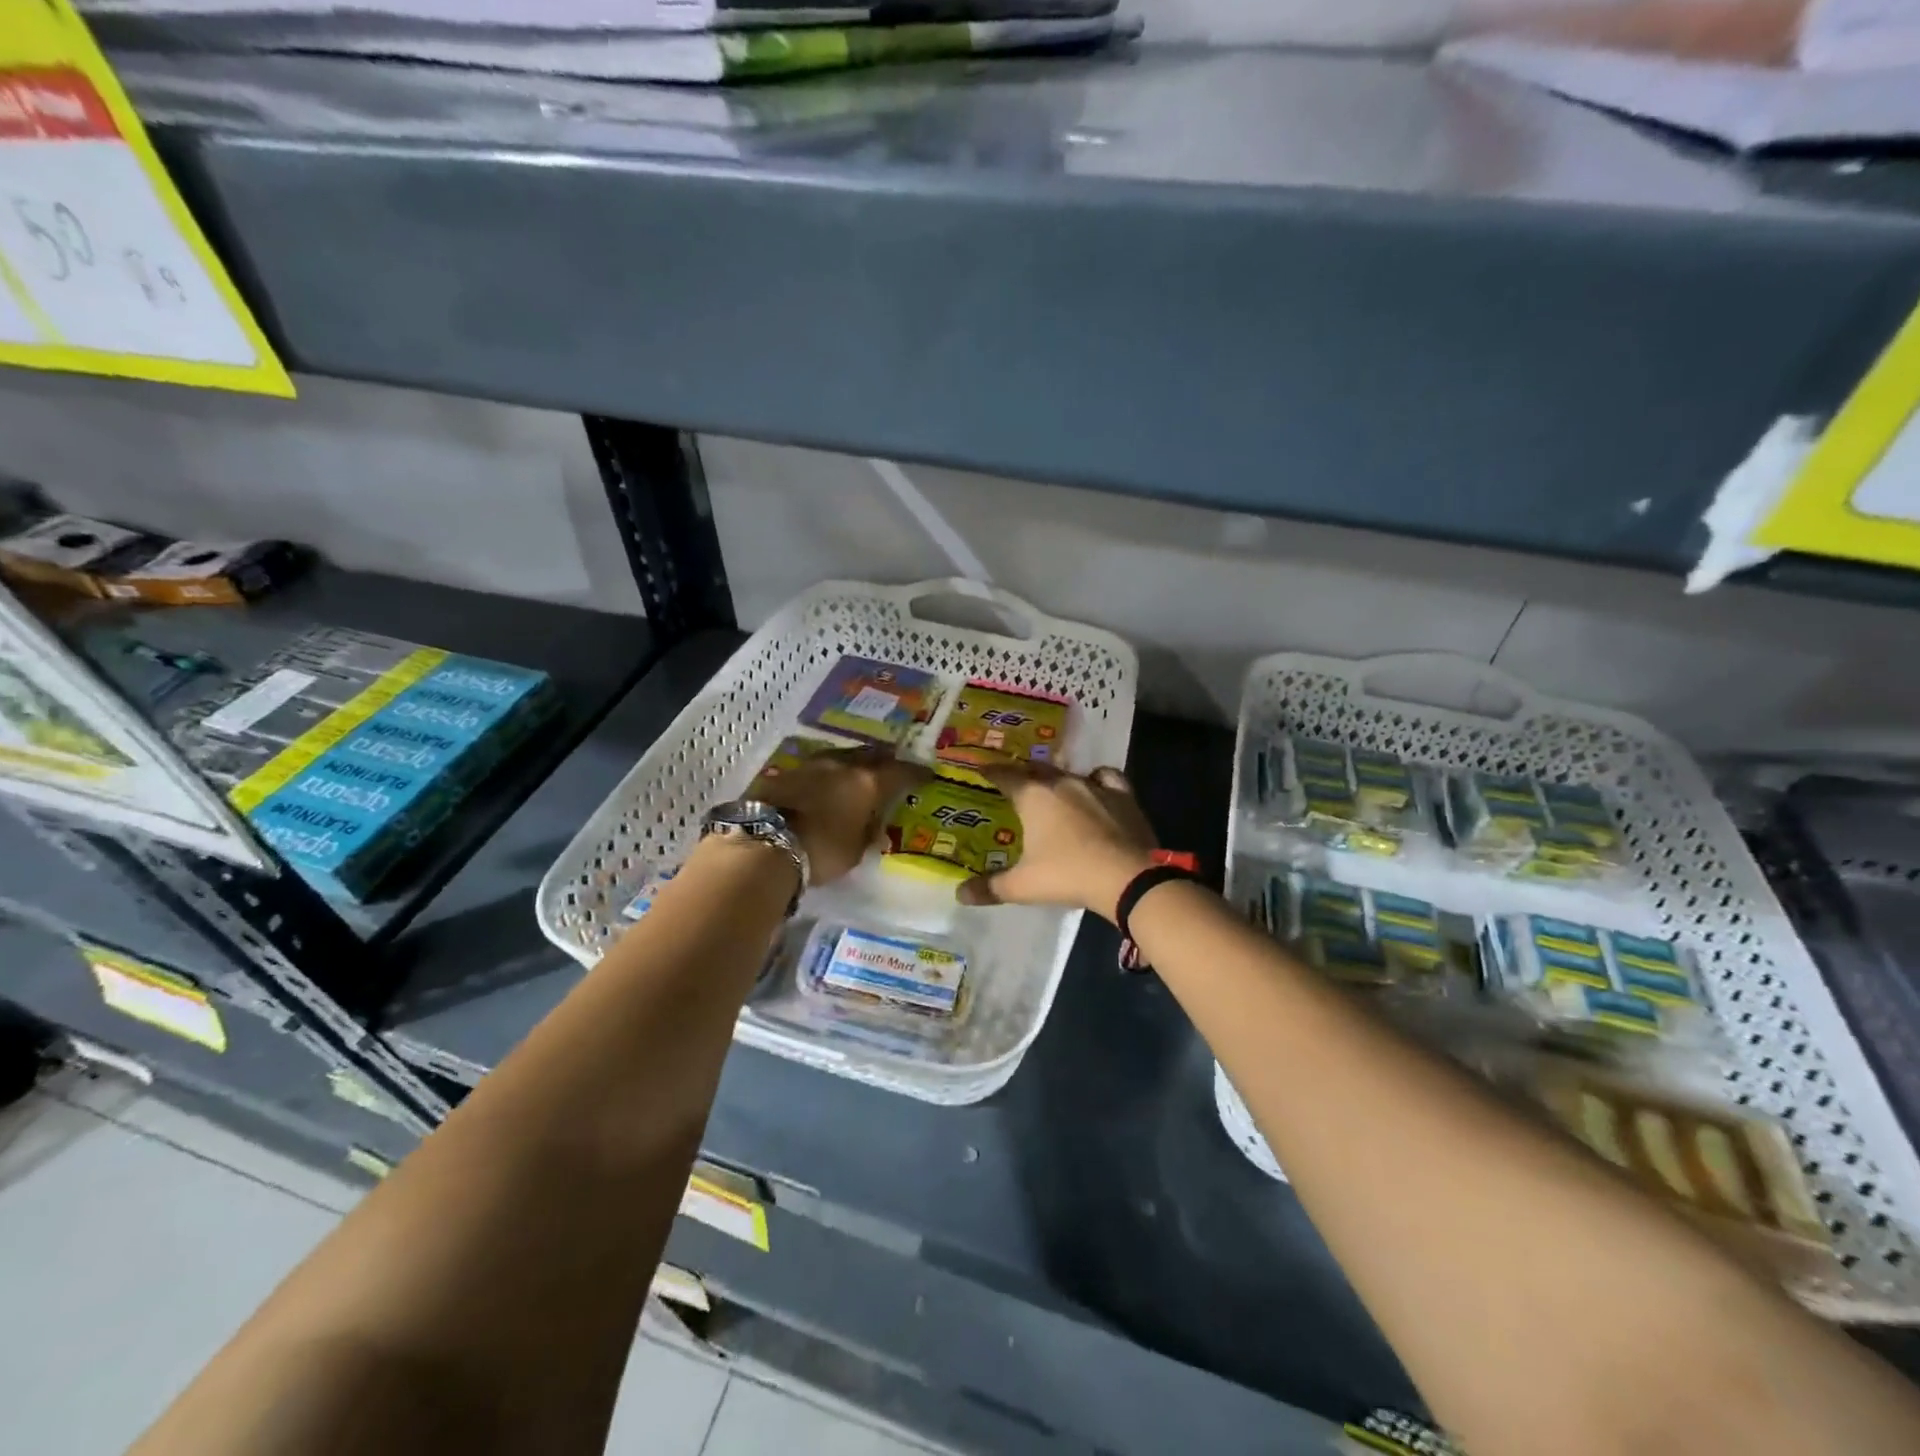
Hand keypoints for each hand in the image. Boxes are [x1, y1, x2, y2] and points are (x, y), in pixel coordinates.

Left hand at [753, 747, 927, 884]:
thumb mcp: (855, 851)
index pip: (900, 772)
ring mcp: (810, 765)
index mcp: (867, 783)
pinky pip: (813, 768)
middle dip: (884, 758)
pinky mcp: (783, 773)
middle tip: (892, 762)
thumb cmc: (820, 852)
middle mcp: (842, 766)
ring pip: (840, 756)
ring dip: (852, 761)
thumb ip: (867, 833)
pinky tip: (823, 781)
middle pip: (870, 754)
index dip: (916, 773)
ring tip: (858, 768)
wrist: (762, 844)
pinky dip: (825, 773)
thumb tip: (873, 827)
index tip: (927, 774)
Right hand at [957, 764, 1159, 921]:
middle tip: (1014, 779)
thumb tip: (960, 894)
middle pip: (1035, 769)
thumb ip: (991, 887)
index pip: (1005, 776)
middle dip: (1022, 772)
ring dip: (1056, 777)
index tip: (983, 769)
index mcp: (1033, 797)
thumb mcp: (1023, 886)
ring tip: (1050, 785)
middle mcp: (1061, 783)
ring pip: (1068, 772)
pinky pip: (1105, 777)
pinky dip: (1096, 779)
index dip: (991, 772)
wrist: (1127, 876)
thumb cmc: (1067, 875)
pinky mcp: (1122, 794)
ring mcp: (1094, 785)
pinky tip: (1095, 786)